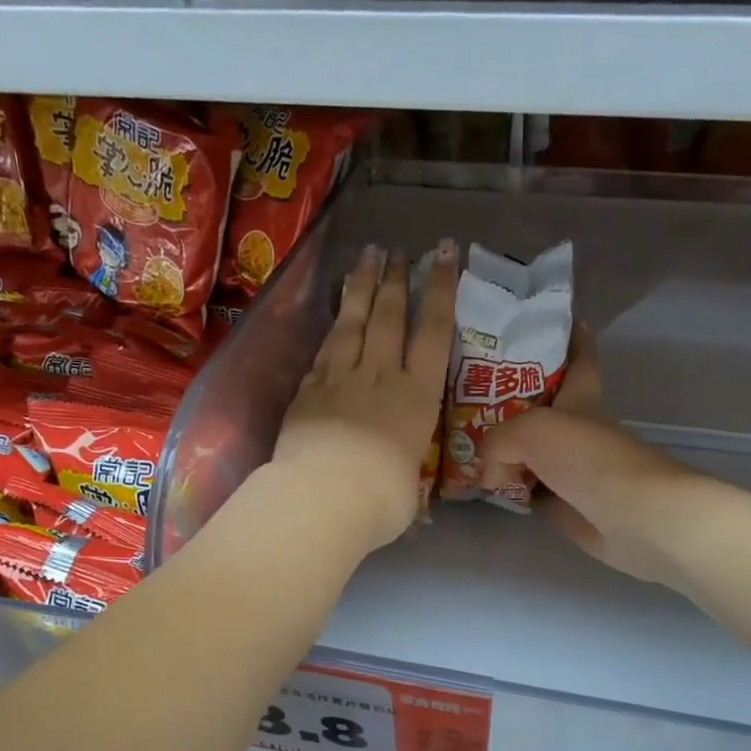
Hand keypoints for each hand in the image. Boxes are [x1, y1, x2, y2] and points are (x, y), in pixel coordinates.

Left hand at [270, 242, 457, 554]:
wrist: (324, 498)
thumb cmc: (380, 500)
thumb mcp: (409, 489)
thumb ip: (405, 470)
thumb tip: (399, 478)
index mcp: (418, 398)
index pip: (434, 332)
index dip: (440, 289)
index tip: (442, 254)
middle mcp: (382, 376)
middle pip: (391, 316)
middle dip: (396, 278)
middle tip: (397, 251)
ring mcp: (341, 378)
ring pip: (355, 322)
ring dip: (362, 287)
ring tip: (367, 258)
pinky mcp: (308, 389)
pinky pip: (324, 348)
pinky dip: (333, 327)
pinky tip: (335, 315)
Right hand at [475, 328, 721, 586]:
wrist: (636, 519)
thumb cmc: (590, 460)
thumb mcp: (532, 430)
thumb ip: (496, 442)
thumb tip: (489, 475)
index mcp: (581, 397)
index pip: (578, 354)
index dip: (565, 332)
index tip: (539, 318)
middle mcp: (577, 429)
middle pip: (542, 405)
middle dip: (510, 396)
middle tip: (468, 389)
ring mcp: (572, 470)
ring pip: (530, 451)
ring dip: (503, 447)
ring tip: (462, 440)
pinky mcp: (566, 506)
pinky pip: (528, 491)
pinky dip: (508, 489)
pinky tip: (483, 486)